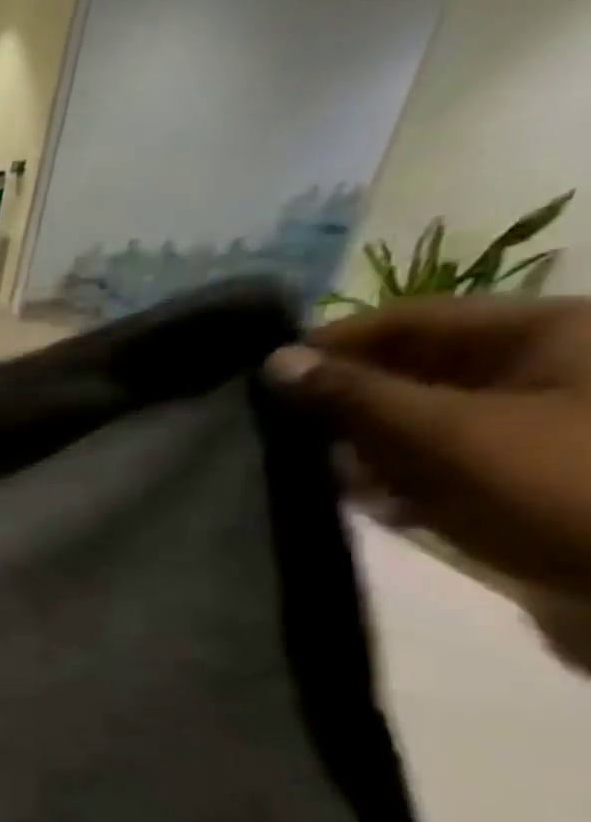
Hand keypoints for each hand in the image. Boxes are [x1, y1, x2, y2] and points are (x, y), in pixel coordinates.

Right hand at [264, 297, 590, 597]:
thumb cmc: (559, 486)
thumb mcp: (447, 434)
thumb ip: (354, 394)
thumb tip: (275, 362)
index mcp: (545, 334)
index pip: (409, 319)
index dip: (334, 343)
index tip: (263, 377)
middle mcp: (540, 368)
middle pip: (413, 369)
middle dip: (344, 399)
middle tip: (277, 427)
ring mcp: (533, 425)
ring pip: (418, 418)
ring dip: (363, 443)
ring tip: (310, 468)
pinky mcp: (520, 475)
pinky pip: (438, 460)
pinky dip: (395, 476)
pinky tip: (365, 502)